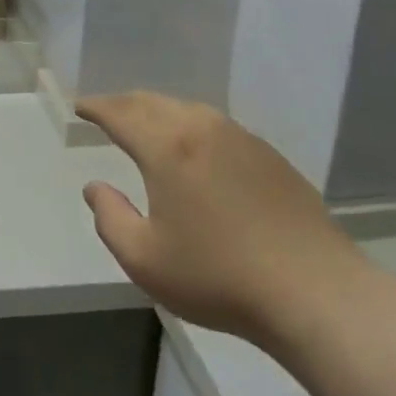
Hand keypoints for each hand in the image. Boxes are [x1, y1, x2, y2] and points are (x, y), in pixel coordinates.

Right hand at [78, 92, 368, 350]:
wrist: (315, 292)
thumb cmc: (219, 277)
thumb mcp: (145, 259)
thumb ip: (110, 218)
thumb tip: (95, 187)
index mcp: (167, 147)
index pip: (121, 113)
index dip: (96, 107)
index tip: (80, 107)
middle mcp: (202, 129)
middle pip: (153, 102)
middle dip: (124, 103)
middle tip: (106, 112)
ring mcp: (241, 139)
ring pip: (187, 109)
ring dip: (158, 111)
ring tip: (146, 125)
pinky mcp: (270, 156)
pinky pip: (216, 127)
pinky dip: (191, 126)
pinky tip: (195, 149)